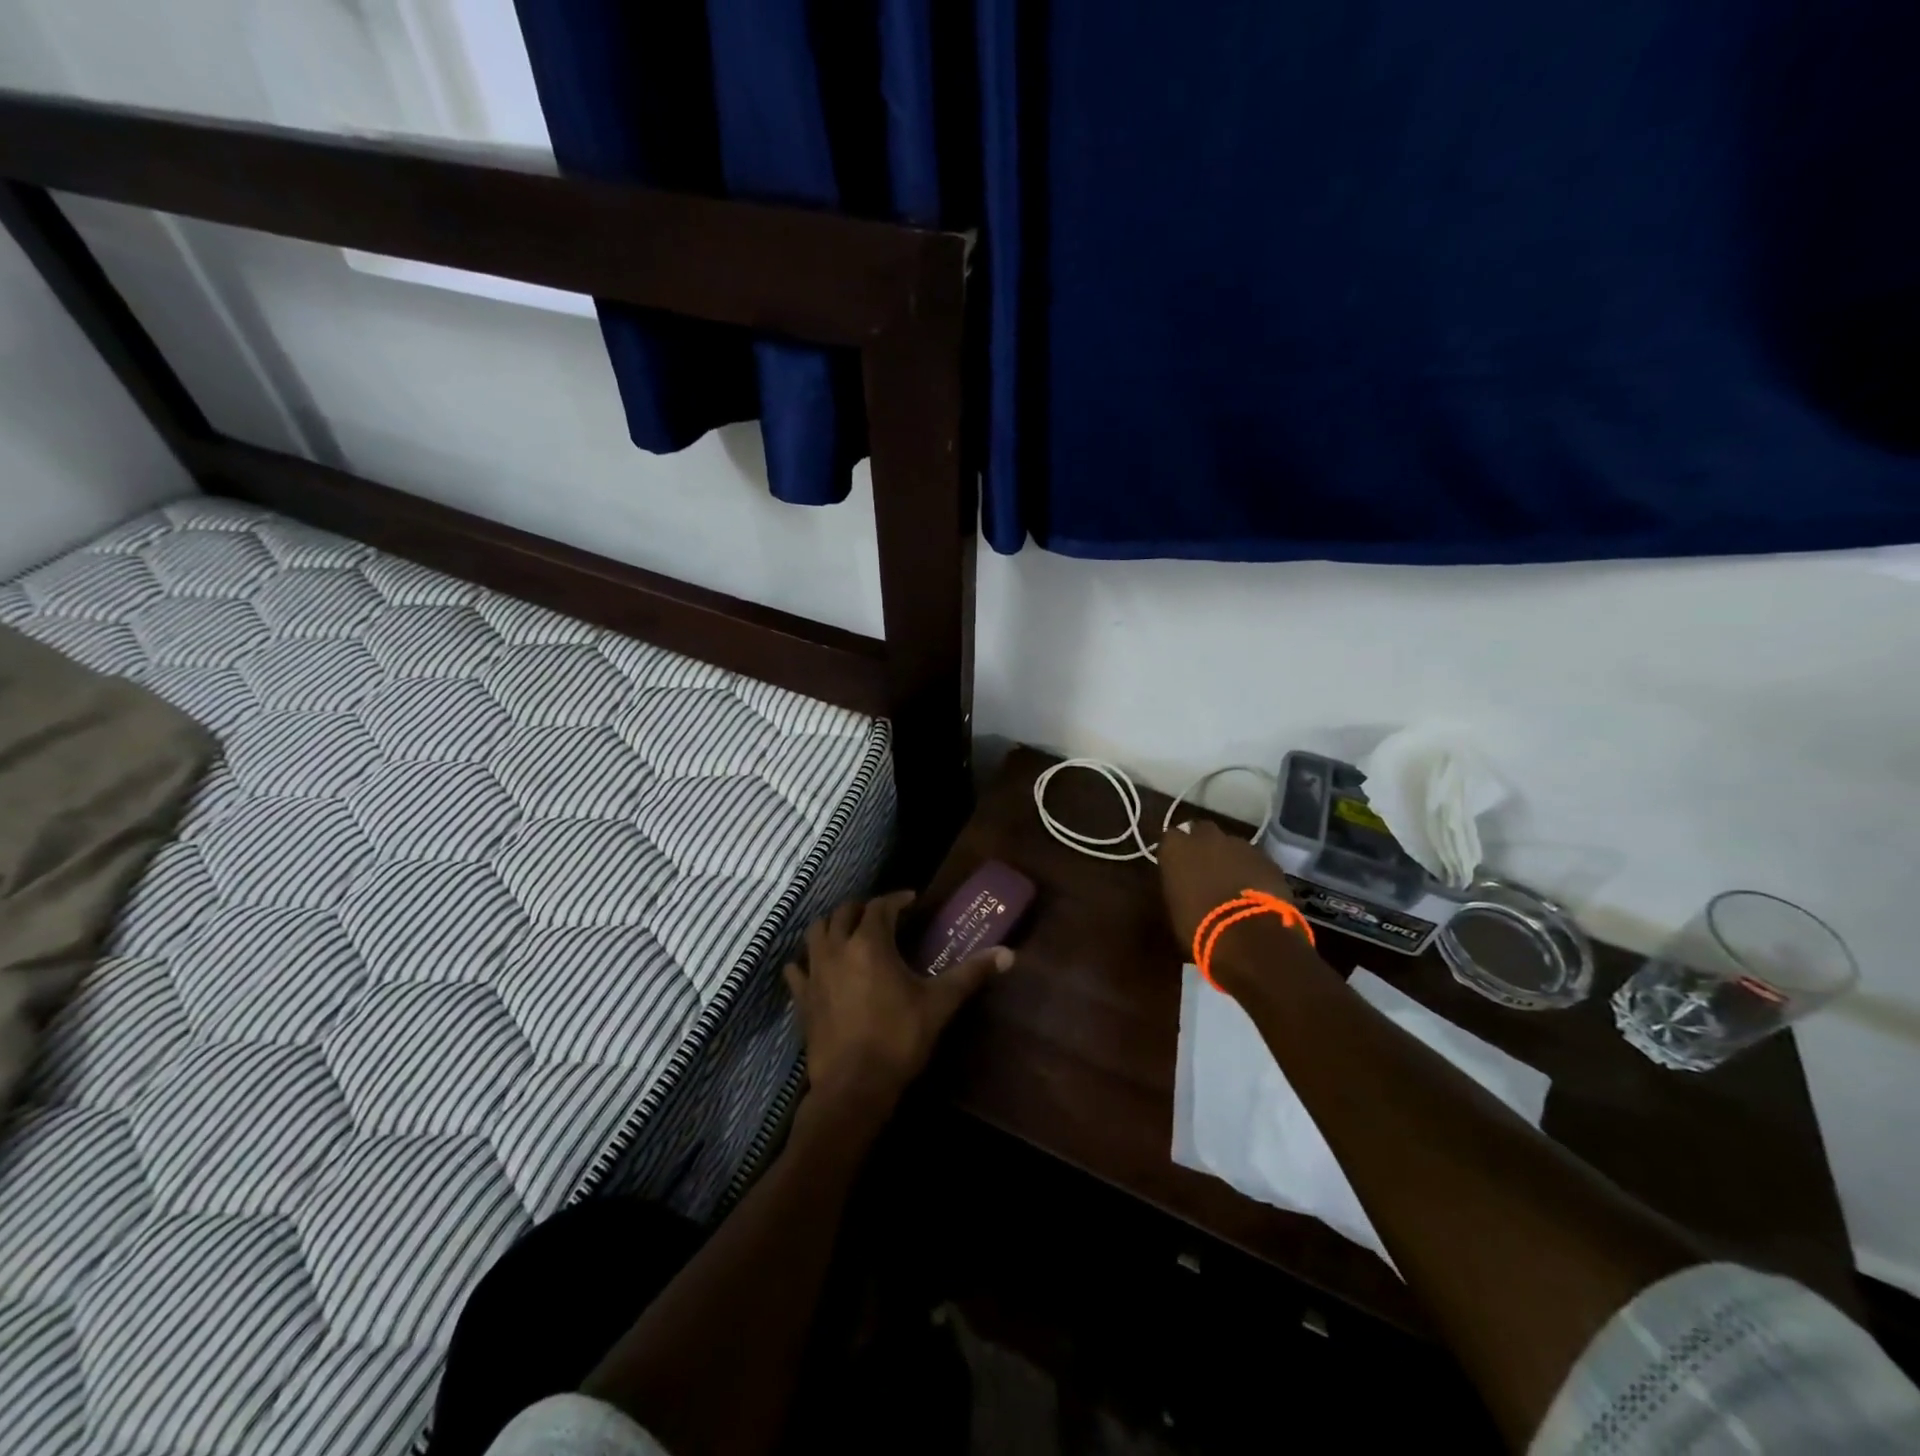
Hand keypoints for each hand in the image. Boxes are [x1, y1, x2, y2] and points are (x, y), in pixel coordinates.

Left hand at [784, 890, 1013, 1120]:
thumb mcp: (940, 1004)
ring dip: (832, 925)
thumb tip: (1008, 954)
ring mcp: (815, 973)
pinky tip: (814, 966)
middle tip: (882, 915)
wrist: (854, 1087)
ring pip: (816, 932)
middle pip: (843, 912)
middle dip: (863, 908)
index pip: (881, 906)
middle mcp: (838, 949)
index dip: (897, 899)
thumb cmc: (899, 1039)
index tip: (912, 900)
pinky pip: (797, 969)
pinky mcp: (802, 998)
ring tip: (849, 932)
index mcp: (870, 943)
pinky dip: (806, 960)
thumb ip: (971, 974)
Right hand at [1157, 819, 1296, 946]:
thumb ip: (1178, 884)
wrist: (1248, 934)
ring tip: (1233, 882)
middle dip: (1203, 844)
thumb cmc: (1199, 924)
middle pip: (1202, 831)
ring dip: (1230, 857)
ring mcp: (1240, 845)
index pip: (1170, 838)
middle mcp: (1206, 837)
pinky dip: (1253, 870)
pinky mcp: (1266, 858)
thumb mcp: (1175, 906)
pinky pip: (1255, 860)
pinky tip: (1255, 890)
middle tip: (1205, 867)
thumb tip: (1183, 883)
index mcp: (1176, 848)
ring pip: (1232, 844)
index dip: (1176, 852)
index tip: (1177, 866)